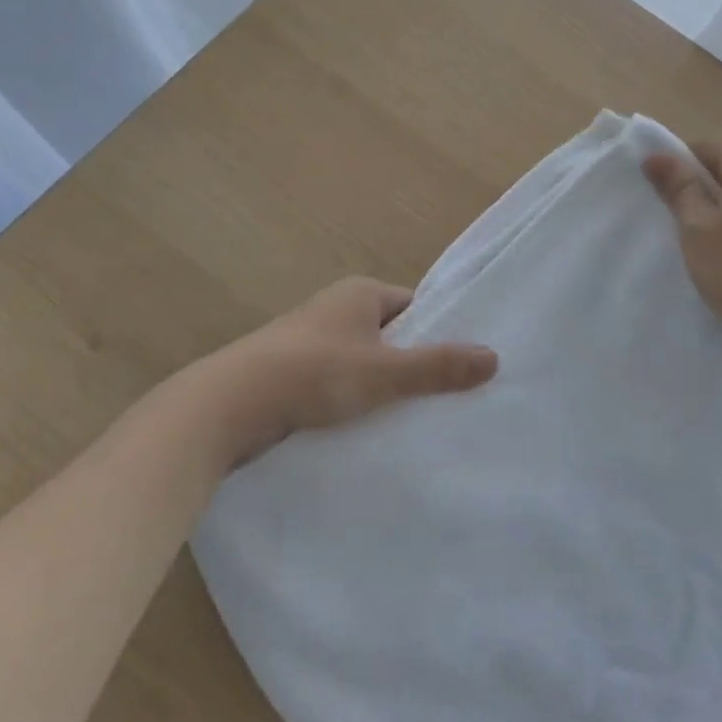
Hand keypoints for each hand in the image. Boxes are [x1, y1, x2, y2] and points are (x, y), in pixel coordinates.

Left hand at [221, 277, 497, 457]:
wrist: (226, 407)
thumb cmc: (313, 374)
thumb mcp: (385, 372)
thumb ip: (438, 367)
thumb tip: (495, 358)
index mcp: (360, 293)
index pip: (416, 306)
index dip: (439, 334)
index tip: (460, 368)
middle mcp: (335, 309)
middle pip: (392, 335)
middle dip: (412, 364)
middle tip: (443, 399)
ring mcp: (310, 342)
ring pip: (364, 363)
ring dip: (381, 387)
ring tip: (409, 419)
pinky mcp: (290, 373)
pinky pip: (338, 383)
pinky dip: (353, 401)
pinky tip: (365, 428)